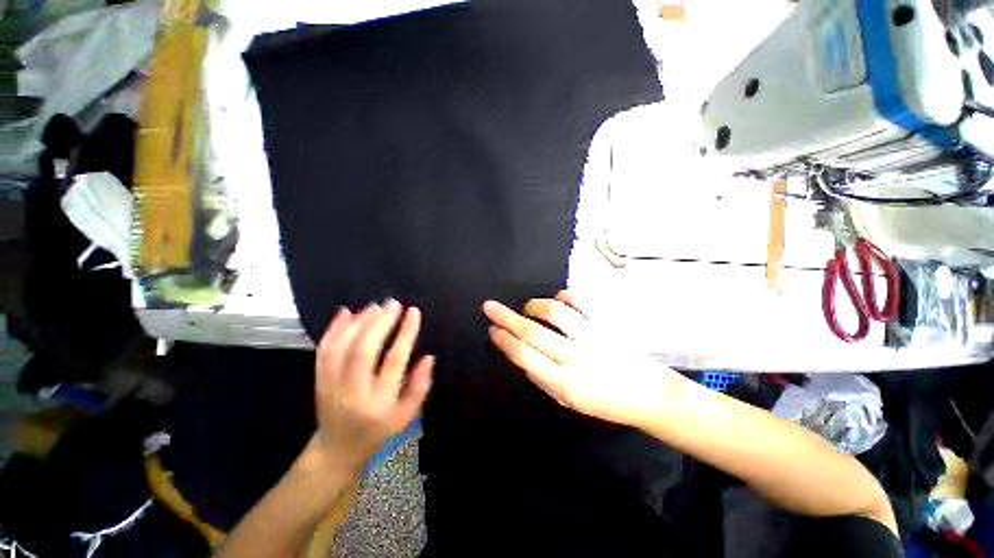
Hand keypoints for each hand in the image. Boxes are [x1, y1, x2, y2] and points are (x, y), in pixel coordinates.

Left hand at [309, 301, 433, 473]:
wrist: (336, 449)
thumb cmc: (377, 432)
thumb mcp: (406, 416)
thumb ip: (420, 386)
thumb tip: (429, 357)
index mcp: (379, 403)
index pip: (394, 361)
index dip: (405, 333)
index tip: (414, 312)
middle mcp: (353, 392)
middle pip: (364, 350)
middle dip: (380, 322)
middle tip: (393, 303)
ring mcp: (331, 386)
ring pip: (341, 347)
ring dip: (359, 322)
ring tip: (375, 306)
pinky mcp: (318, 380)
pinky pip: (324, 350)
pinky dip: (334, 329)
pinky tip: (346, 312)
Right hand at [483, 291, 674, 426]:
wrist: (650, 395)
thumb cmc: (606, 403)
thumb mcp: (569, 401)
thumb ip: (542, 378)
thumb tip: (522, 353)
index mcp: (564, 383)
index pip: (524, 356)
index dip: (504, 340)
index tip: (492, 328)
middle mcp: (575, 357)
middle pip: (532, 331)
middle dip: (506, 317)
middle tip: (490, 306)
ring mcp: (592, 337)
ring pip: (555, 311)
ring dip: (534, 305)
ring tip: (529, 307)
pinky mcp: (606, 323)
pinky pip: (580, 300)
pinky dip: (564, 295)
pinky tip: (559, 300)